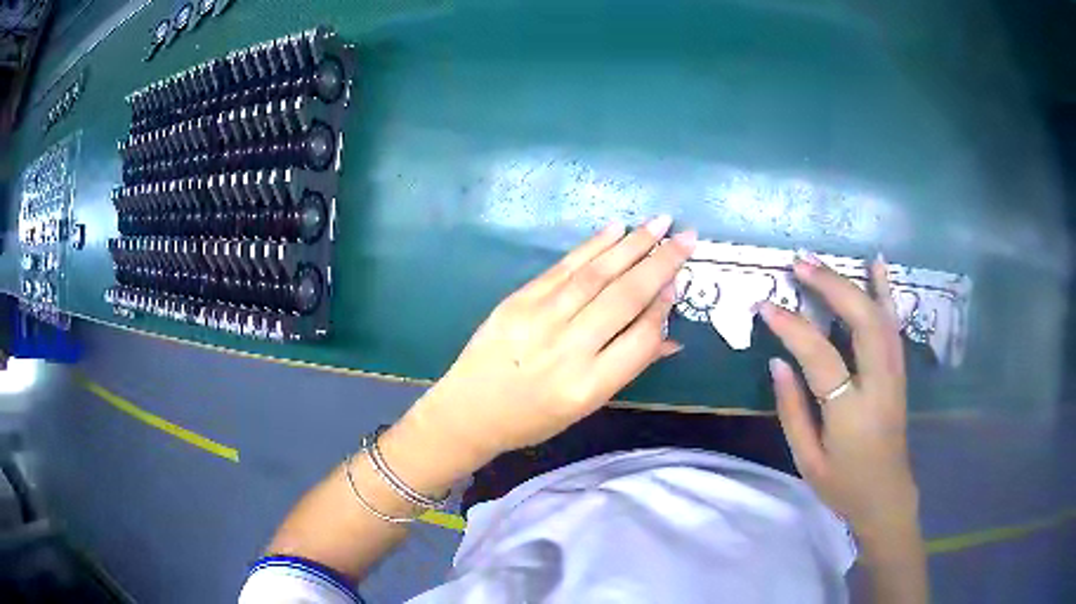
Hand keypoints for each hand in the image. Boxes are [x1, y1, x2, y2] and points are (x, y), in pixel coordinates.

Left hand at [402, 217, 696, 464]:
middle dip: (661, 263)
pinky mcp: (519, 300)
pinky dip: (592, 246)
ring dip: (633, 245)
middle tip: (688, 237)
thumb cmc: (532, 418)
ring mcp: (540, 320)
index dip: (664, 307)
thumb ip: (627, 366)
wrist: (468, 410)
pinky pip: (563, 268)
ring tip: (661, 223)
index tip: (677, 283)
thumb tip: (668, 335)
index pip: (641, 338)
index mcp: (588, 386)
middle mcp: (568, 349)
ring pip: (597, 275)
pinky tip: (616, 230)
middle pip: (624, 297)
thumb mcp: (585, 406)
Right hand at [760, 253, 919, 537]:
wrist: (886, 495)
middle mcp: (879, 384)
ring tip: (822, 261)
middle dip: (831, 287)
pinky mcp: (899, 370)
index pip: (821, 357)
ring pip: (880, 316)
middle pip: (862, 321)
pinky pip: (893, 323)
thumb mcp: (807, 460)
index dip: (792, 328)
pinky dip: (885, 291)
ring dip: (852, 282)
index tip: (765, 306)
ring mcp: (894, 373)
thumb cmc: (843, 484)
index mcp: (851, 413)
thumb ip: (792, 410)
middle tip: (799, 265)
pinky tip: (877, 265)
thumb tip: (778, 361)